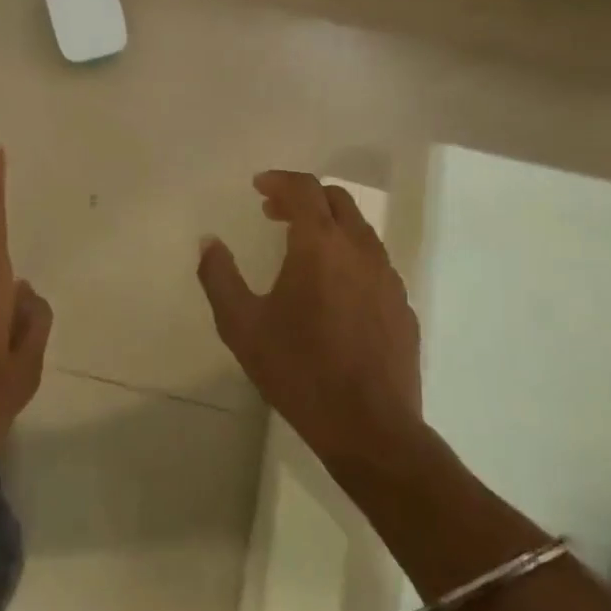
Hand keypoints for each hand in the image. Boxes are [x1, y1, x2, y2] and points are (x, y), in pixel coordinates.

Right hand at [198, 171, 422, 476]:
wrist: (371, 429)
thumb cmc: (299, 371)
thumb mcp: (241, 325)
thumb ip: (219, 276)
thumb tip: (208, 241)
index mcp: (319, 244)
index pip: (304, 188)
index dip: (279, 180)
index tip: (258, 187)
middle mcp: (359, 249)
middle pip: (336, 200)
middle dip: (304, 197)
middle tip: (275, 214)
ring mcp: (387, 277)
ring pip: (359, 229)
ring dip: (329, 225)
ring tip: (302, 250)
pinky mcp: (403, 305)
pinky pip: (375, 262)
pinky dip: (350, 256)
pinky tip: (334, 289)